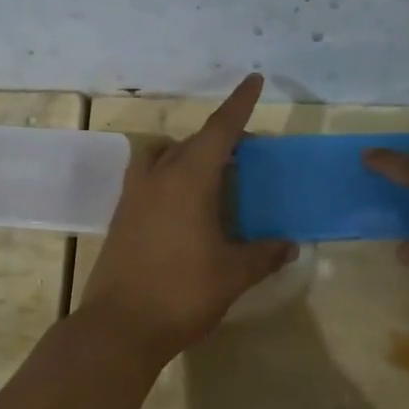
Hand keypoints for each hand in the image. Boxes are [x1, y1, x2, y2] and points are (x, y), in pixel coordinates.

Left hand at [79, 74, 294, 361]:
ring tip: (209, 175)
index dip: (239, 104)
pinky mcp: (120, 219)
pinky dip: (168, 177)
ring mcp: (133, 197)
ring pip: (160, 156)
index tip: (253, 80)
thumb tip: (290, 245)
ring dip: (185, 154)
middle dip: (219, 138)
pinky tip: (184, 207)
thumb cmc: (182, 293)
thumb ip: (264, 254)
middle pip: (191, 142)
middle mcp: (158, 178)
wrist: (119, 327)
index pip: (219, 130)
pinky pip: (147, 180)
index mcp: (189, 180)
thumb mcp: (233, 274)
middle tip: (245, 151)